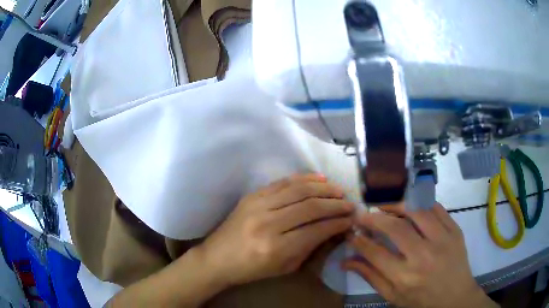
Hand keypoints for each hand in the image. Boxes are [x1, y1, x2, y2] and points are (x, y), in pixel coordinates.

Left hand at [197, 174, 353, 286]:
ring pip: (299, 190)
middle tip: (350, 204)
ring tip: (339, 190)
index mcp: (276, 248)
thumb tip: (333, 229)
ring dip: (324, 188)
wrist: (217, 258)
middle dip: (335, 204)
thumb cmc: (251, 269)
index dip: (337, 223)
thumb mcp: (284, 267)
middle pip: (310, 206)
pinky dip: (304, 178)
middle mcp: (268, 223)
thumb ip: (310, 248)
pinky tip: (319, 179)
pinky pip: (283, 182)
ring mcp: (258, 205)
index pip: (316, 230)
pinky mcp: (252, 195)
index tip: (351, 219)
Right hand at [343, 203, 497, 307]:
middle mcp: (424, 256)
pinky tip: (410, 206)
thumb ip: (371, 277)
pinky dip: (419, 203)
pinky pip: (436, 207)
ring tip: (385, 206)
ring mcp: (443, 240)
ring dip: (396, 205)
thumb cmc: (422, 301)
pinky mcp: (455, 230)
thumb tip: (347, 260)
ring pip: (416, 211)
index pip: (375, 253)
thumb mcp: (393, 297)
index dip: (360, 239)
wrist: (456, 297)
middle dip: (374, 218)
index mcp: (405, 278)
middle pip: (395, 228)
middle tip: (364, 215)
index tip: (352, 231)